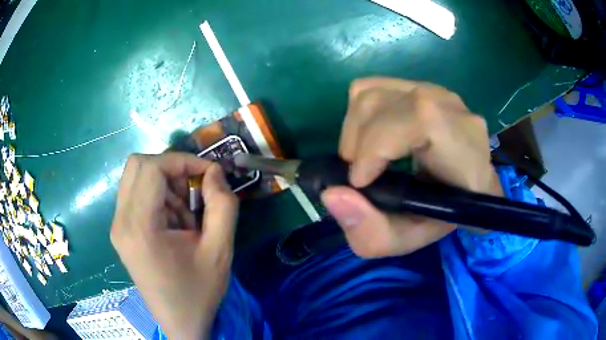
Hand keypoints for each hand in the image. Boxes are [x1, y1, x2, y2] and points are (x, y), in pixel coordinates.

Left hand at [110, 152, 237, 338]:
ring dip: (164, 183)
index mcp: (140, 227)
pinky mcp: (121, 232)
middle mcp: (121, 221)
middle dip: (171, 168)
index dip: (182, 161)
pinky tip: (174, 221)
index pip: (152, 168)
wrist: (180, 322)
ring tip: (186, 212)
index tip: (208, 173)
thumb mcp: (220, 250)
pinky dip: (157, 196)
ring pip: (136, 177)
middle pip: (138, 165)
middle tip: (194, 188)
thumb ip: (223, 205)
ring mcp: (118, 227)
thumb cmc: (199, 291)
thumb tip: (215, 172)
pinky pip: (135, 195)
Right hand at [321, 77, 501, 257]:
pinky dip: (359, 113)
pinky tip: (371, 137)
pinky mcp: (419, 85)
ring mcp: (436, 91)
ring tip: (363, 159)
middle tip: (358, 177)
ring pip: (371, 92)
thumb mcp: (407, 240)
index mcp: (464, 148)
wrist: (467, 186)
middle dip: (355, 143)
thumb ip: (372, 233)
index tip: (359, 181)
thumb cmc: (443, 216)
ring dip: (353, 129)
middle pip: (382, 102)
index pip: (420, 119)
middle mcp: (453, 109)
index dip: (378, 145)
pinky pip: (373, 87)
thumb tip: (331, 194)